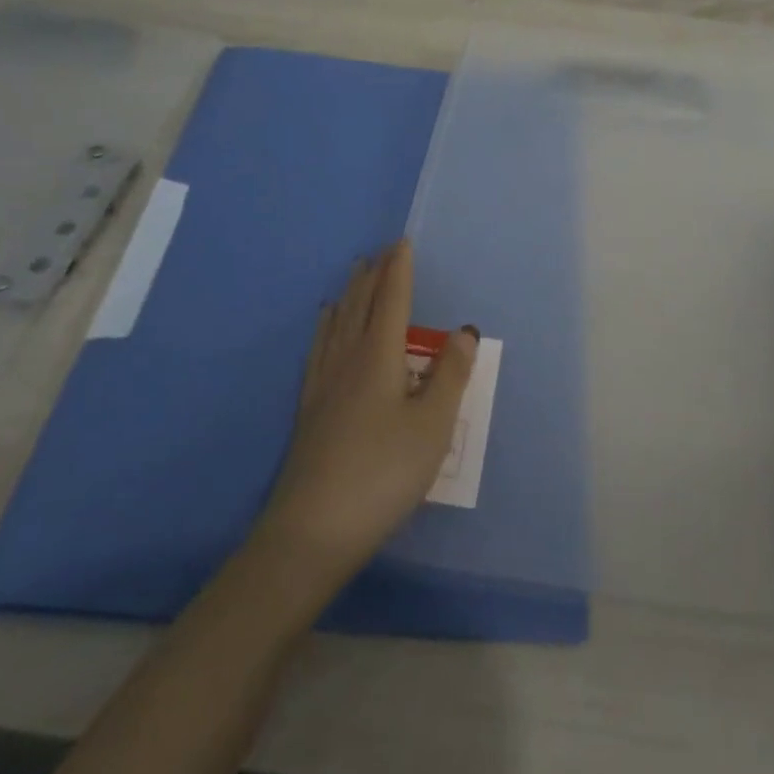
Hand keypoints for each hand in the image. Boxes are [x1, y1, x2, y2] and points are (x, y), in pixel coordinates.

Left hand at [258, 242, 477, 579]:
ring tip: (356, 273)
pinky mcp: (309, 407)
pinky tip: (324, 323)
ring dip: (350, 293)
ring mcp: (324, 382)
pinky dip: (326, 324)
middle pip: (361, 304)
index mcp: (379, 356)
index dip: (399, 270)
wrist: (313, 530)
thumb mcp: (432, 425)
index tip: (402, 243)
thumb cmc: (384, 473)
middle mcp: (348, 358)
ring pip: (338, 322)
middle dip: (374, 275)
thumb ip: (450, 375)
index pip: (392, 299)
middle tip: (382, 251)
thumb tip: (464, 330)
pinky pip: (319, 346)